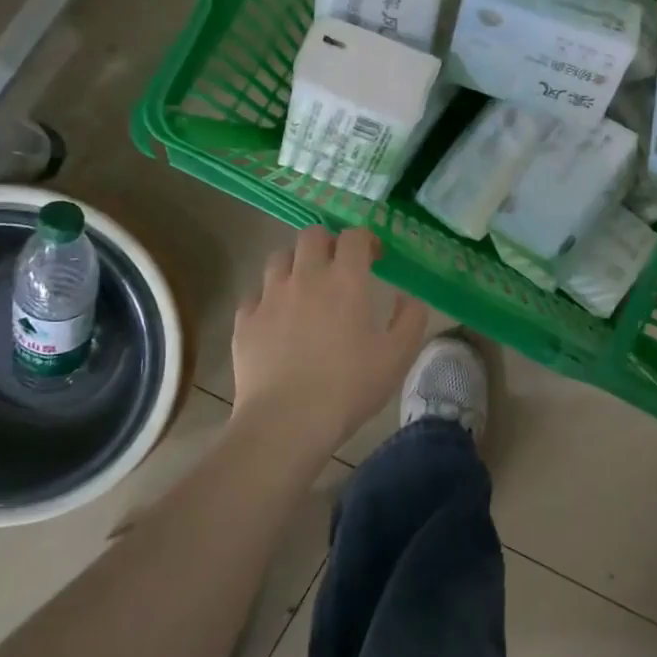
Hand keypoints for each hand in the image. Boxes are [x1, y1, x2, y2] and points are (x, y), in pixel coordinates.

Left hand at [231, 226, 429, 457]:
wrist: (287, 421)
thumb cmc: (349, 386)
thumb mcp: (397, 356)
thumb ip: (411, 319)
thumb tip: (408, 297)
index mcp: (346, 280)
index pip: (354, 237)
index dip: (367, 240)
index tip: (375, 258)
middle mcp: (306, 277)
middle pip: (312, 235)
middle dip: (328, 242)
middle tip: (339, 265)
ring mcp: (270, 296)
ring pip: (279, 258)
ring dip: (296, 263)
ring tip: (305, 287)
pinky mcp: (245, 320)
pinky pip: (255, 294)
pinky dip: (268, 298)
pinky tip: (277, 319)